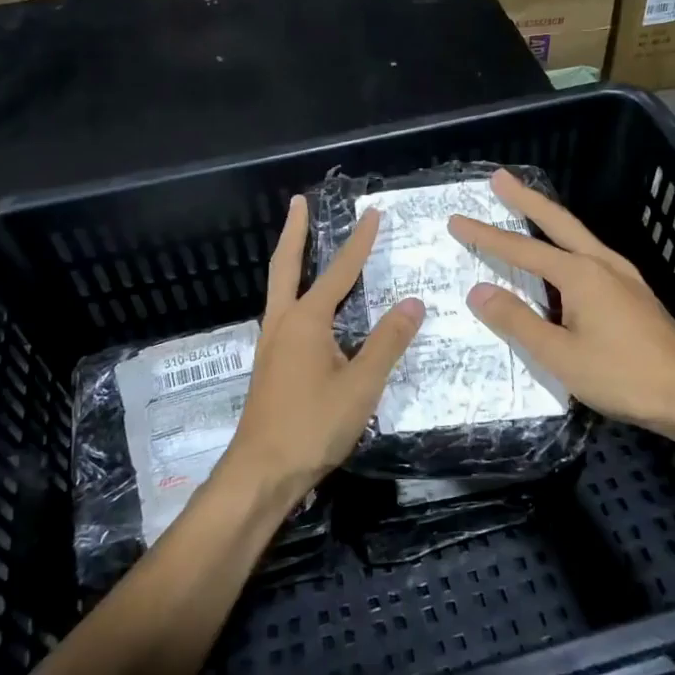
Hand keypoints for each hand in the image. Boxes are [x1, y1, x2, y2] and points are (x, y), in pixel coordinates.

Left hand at [222, 195, 424, 495]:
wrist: (261, 472)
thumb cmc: (312, 426)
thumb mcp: (361, 386)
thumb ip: (387, 342)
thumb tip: (414, 303)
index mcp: (306, 321)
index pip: (340, 272)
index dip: (359, 242)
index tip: (372, 213)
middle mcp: (282, 323)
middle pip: (286, 266)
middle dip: (294, 232)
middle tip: (299, 202)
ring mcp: (271, 344)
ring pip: (279, 289)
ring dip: (291, 260)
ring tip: (301, 241)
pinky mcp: (269, 364)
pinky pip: (283, 313)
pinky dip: (292, 292)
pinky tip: (305, 308)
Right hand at [447, 169, 674, 440]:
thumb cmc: (623, 376)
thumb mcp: (560, 355)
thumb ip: (517, 321)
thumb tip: (479, 291)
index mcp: (581, 274)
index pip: (522, 249)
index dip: (486, 235)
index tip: (457, 220)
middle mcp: (603, 264)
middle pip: (557, 222)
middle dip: (525, 199)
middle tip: (499, 178)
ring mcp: (624, 276)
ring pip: (578, 236)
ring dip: (549, 219)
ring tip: (526, 210)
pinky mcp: (635, 293)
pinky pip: (591, 256)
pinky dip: (568, 244)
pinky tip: (565, 260)